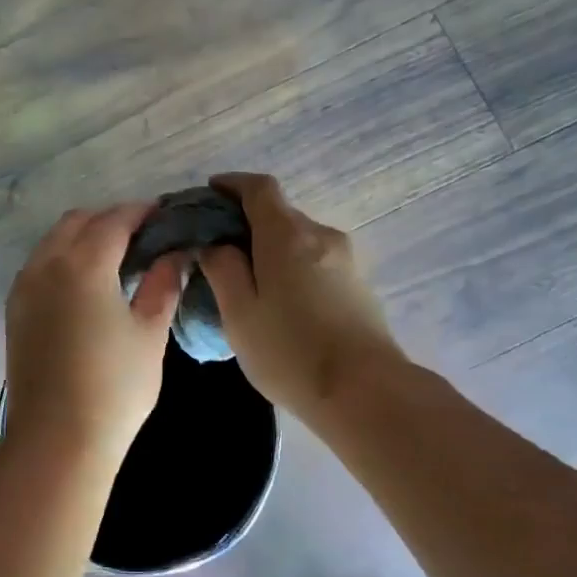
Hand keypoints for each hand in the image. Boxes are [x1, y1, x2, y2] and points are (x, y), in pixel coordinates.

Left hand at [3, 205, 184, 472]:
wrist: (57, 439)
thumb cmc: (115, 387)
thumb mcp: (149, 334)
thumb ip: (162, 285)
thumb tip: (174, 254)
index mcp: (84, 264)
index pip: (114, 220)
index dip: (141, 212)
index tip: (163, 215)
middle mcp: (47, 265)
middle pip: (78, 222)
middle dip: (110, 219)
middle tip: (142, 237)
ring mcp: (24, 287)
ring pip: (54, 241)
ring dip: (83, 237)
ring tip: (115, 258)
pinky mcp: (15, 310)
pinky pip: (39, 265)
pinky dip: (63, 258)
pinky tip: (85, 283)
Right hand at [198, 174, 401, 420]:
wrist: (365, 392)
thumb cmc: (290, 351)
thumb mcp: (239, 313)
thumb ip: (222, 269)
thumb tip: (216, 244)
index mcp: (287, 235)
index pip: (259, 188)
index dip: (232, 184)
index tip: (210, 193)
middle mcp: (320, 235)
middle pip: (279, 214)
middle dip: (247, 222)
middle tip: (220, 250)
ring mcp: (345, 259)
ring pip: (299, 239)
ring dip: (271, 248)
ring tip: (248, 281)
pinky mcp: (358, 284)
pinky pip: (315, 260)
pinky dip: (292, 266)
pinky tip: (280, 300)